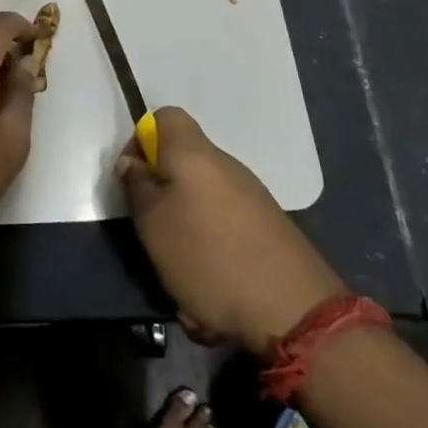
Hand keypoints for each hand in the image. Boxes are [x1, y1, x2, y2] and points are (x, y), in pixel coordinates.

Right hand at [117, 107, 345, 354]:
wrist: (293, 311)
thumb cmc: (207, 256)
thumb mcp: (153, 224)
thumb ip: (137, 186)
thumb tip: (133, 163)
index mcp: (194, 154)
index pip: (165, 117)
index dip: (141, 140)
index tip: (133, 177)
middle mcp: (225, 165)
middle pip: (183, 162)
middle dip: (161, 193)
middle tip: (151, 229)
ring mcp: (251, 197)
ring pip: (202, 201)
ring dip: (184, 229)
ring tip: (179, 272)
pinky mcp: (268, 228)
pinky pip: (225, 229)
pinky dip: (211, 251)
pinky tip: (209, 290)